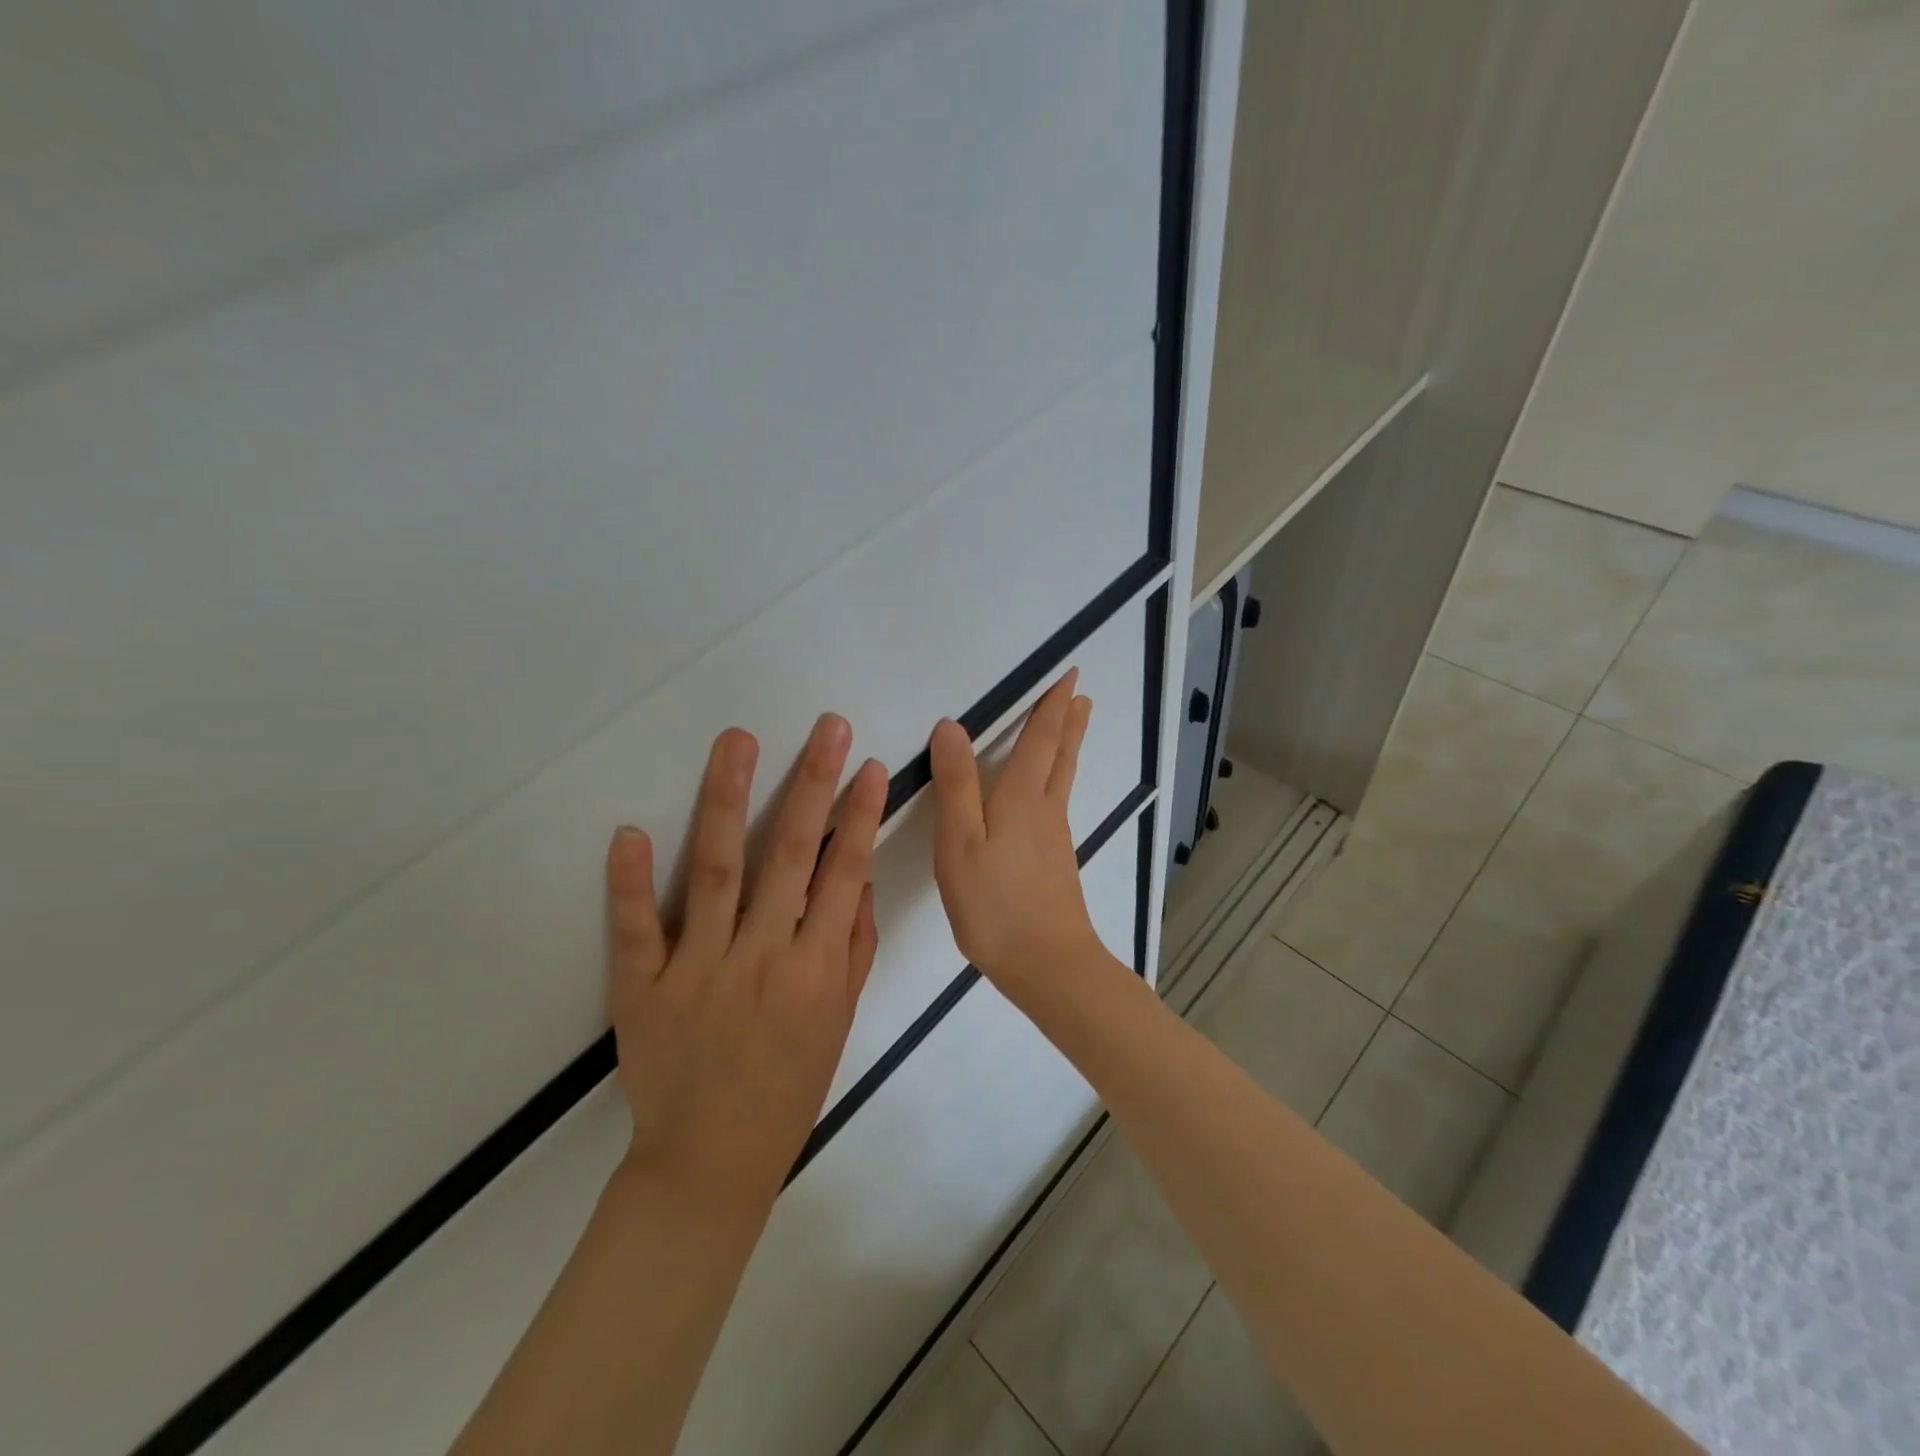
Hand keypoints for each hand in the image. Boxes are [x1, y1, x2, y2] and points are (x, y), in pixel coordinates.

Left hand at [604, 714, 886, 1215]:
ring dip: (729, 800)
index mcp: (814, 970)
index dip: (860, 816)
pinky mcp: (642, 988)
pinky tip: (631, 831)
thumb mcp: (840, 1020)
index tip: (872, 767)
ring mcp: (697, 970)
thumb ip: (852, 947)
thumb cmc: (790, 1085)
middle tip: (827, 728)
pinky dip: (629, 881)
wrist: (710, 1159)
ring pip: (716, 871)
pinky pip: (635, 928)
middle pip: (788, 855)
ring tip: (738, 742)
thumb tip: (857, 879)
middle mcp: (760, 958)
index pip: (843, 874)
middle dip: (812, 784)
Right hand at [928, 671, 1100, 993]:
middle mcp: (1046, 811)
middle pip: (1060, 757)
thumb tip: (952, 726)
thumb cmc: (995, 903)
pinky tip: (1047, 798)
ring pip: (1062, 781)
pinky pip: (1056, 807)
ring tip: (1072, 729)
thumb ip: (956, 784)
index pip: (1041, 739)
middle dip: (1068, 724)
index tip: (1070, 677)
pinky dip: (1057, 782)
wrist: (1047, 965)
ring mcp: (1055, 839)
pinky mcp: (1055, 865)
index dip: (1052, 706)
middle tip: (1081, 696)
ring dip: (1067, 749)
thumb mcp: (961, 841)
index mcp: (1023, 798)